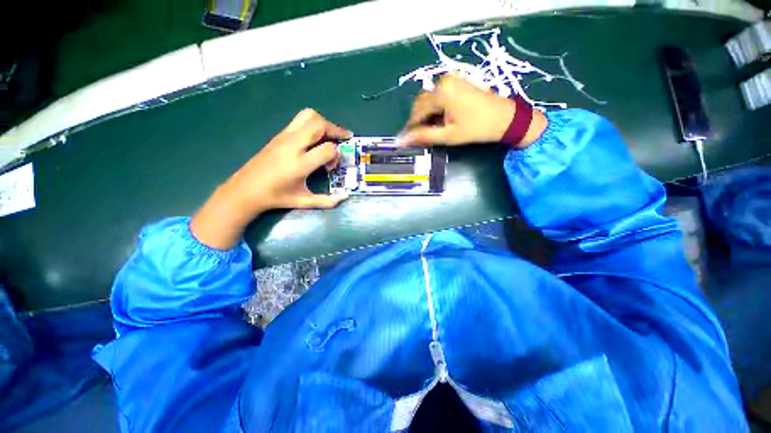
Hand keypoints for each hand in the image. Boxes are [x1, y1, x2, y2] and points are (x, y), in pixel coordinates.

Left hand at [190, 109, 351, 249]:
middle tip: (345, 138)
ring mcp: (284, 137)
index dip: (336, 155)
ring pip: (308, 116)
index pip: (327, 148)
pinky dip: (313, 124)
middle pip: (318, 124)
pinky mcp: (279, 135)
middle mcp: (292, 145)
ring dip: (323, 123)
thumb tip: (345, 197)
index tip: (332, 166)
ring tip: (330, 135)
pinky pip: (300, 121)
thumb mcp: (303, 201)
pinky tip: (315, 140)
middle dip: (335, 129)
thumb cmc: (276, 197)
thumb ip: (326, 201)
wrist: (245, 189)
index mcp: (299, 164)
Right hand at [400, 75, 546, 147]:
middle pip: (421, 103)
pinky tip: (440, 119)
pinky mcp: (457, 82)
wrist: (505, 118)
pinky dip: (435, 108)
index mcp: (441, 92)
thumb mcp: (448, 135)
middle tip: (421, 136)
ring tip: (432, 129)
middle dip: (418, 120)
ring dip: (426, 114)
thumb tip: (401, 141)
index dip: (411, 127)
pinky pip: (438, 95)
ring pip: (429, 99)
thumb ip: (423, 136)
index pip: (417, 111)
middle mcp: (443, 81)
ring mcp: (451, 79)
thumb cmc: (476, 128)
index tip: (407, 140)